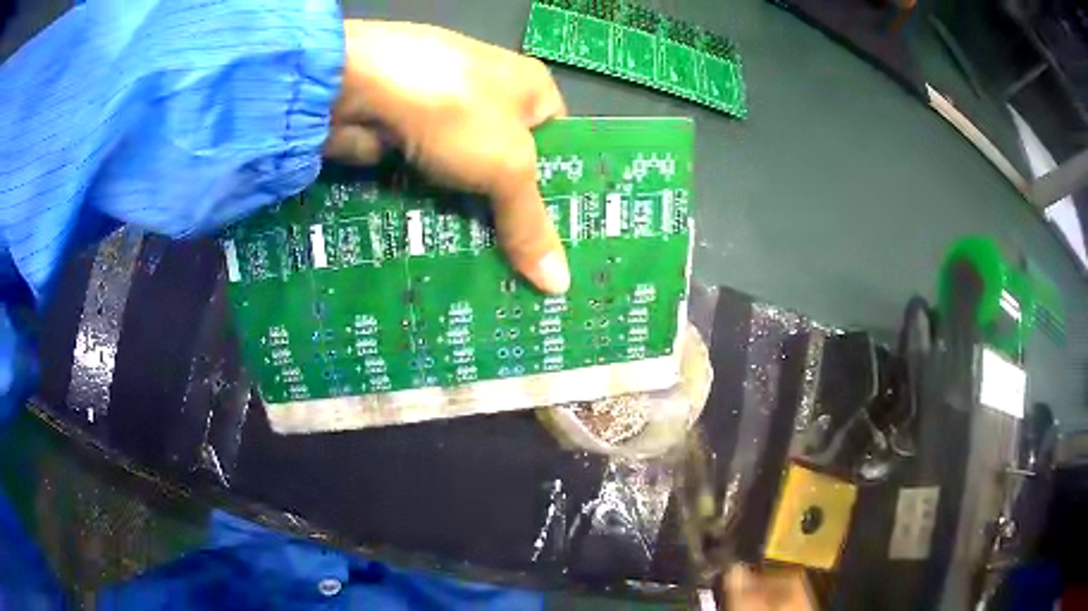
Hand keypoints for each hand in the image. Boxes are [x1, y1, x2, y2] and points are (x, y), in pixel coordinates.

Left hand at [326, 21, 569, 293]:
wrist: (356, 83)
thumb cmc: (454, 109)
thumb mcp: (507, 165)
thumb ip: (531, 223)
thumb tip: (560, 283)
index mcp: (531, 90)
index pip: (560, 147)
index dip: (562, 193)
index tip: (564, 245)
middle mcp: (491, 100)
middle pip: (513, 169)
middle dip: (517, 218)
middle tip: (531, 274)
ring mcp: (444, 121)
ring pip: (470, 182)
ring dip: (476, 223)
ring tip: (494, 278)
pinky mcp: (406, 142)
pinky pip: (433, 187)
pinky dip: (439, 217)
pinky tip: (450, 255)